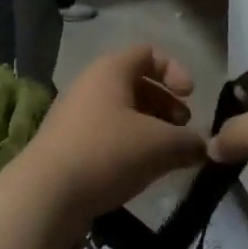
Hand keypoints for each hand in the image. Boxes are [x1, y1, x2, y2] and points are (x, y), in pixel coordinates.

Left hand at [22, 45, 204, 229]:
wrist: (44, 196)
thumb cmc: (106, 153)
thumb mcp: (159, 145)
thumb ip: (188, 142)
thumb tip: (203, 147)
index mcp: (110, 69)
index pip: (148, 53)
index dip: (175, 70)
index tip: (191, 97)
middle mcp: (90, 84)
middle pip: (136, 82)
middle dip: (165, 103)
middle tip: (183, 129)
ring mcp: (74, 115)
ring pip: (122, 111)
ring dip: (150, 127)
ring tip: (167, 154)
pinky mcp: (67, 145)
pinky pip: (106, 134)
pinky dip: (129, 145)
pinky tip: (141, 171)